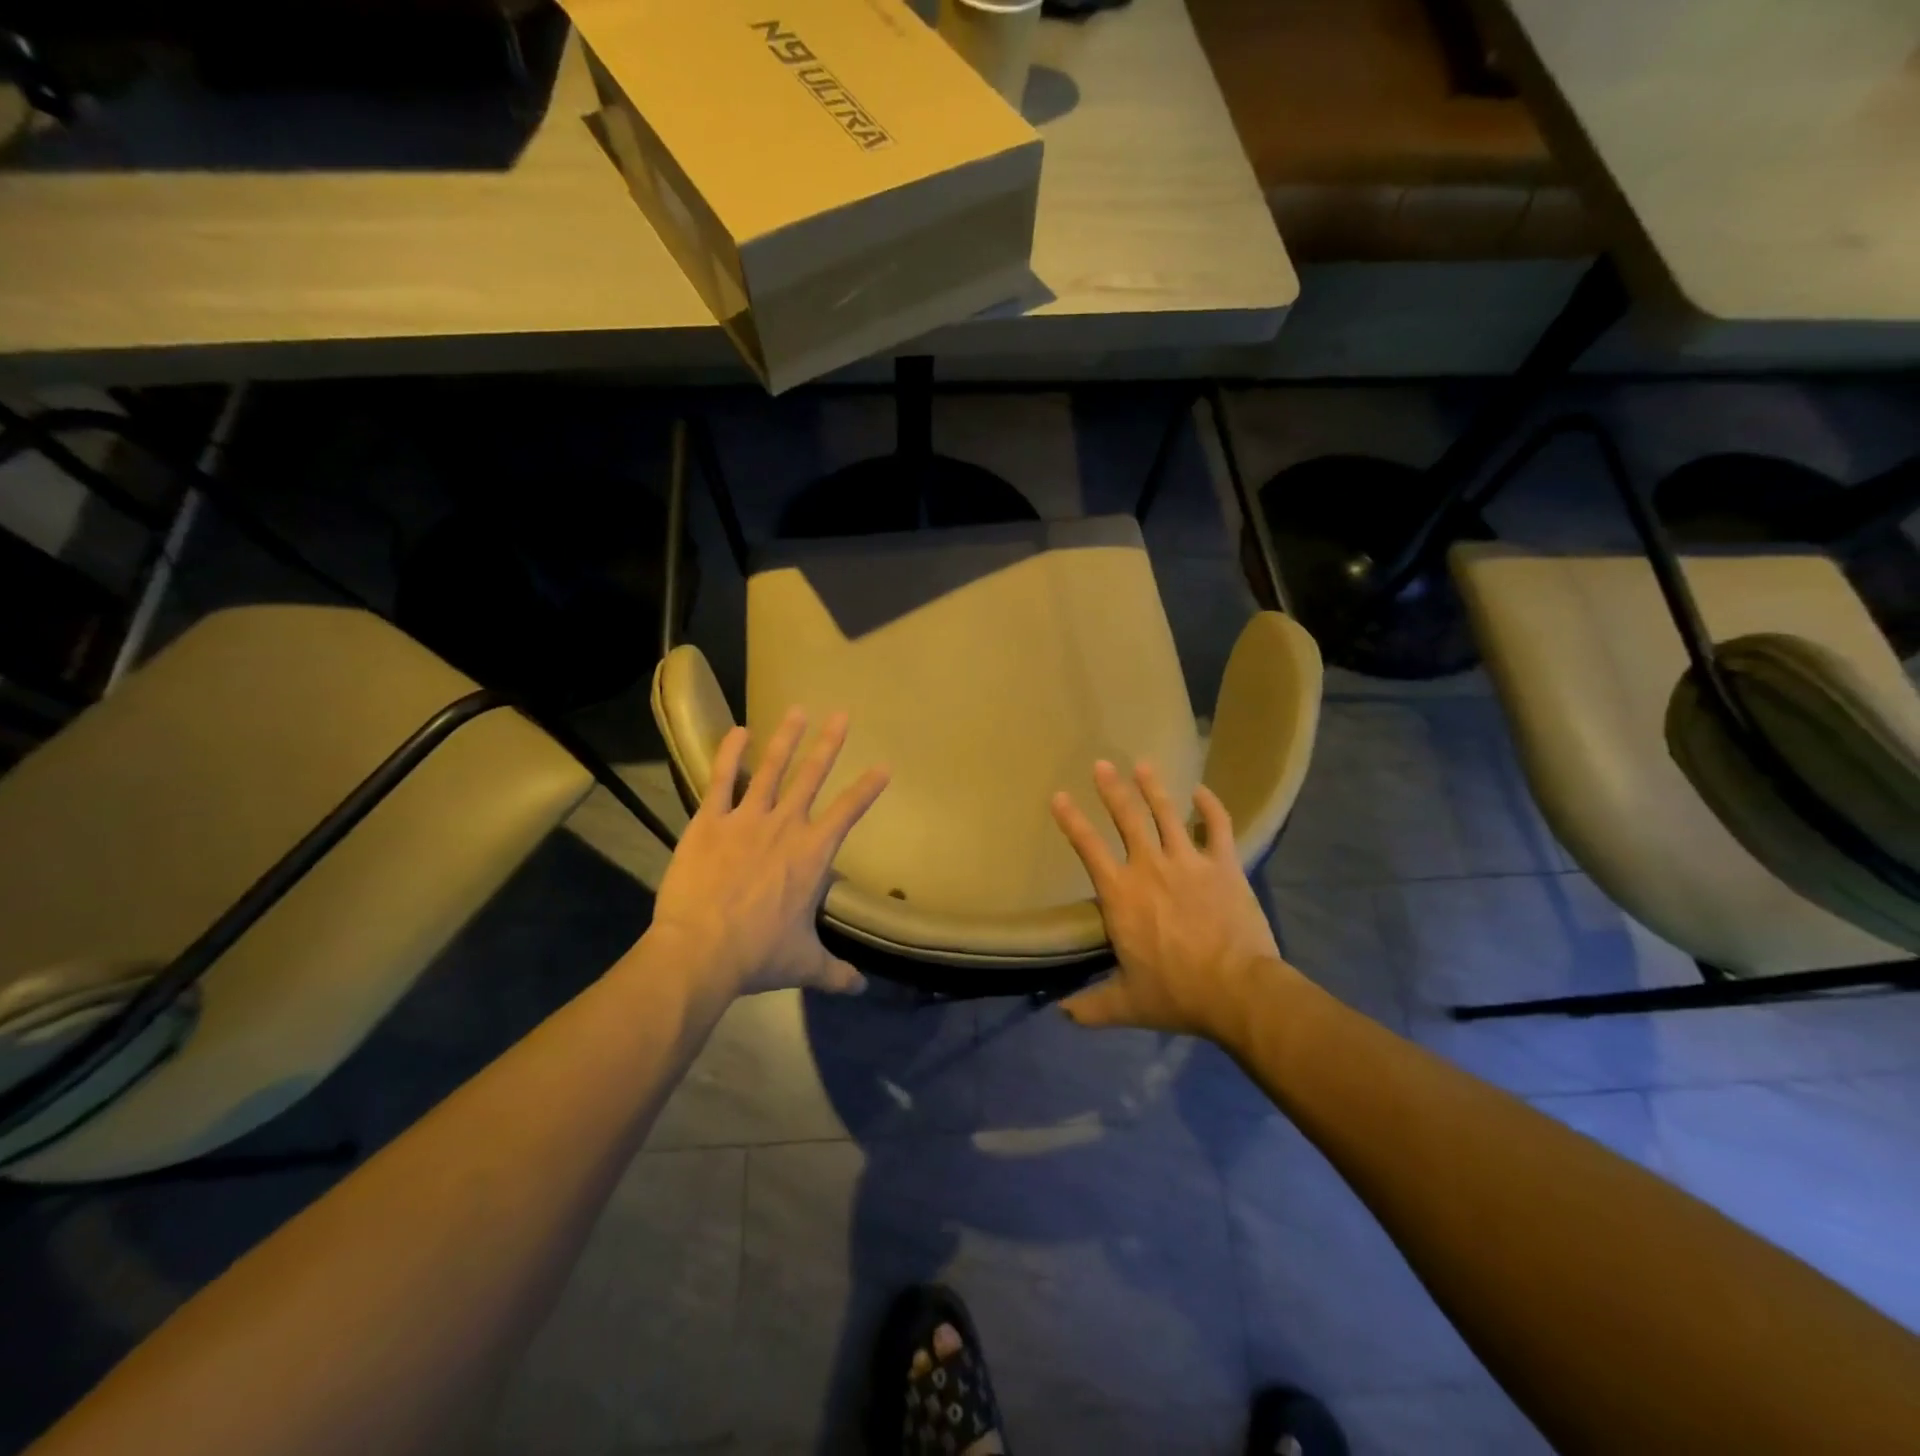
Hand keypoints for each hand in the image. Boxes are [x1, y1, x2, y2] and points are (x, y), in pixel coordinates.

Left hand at [647, 708, 888, 998]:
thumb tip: (860, 988)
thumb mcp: (804, 965)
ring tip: (798, 709)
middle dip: (829, 744)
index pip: (848, 812)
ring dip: (786, 738)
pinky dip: (730, 754)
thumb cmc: (758, 956)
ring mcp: (746, 819)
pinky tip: (737, 731)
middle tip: (842, 715)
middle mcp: (785, 826)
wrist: (700, 952)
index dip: (867, 788)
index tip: (883, 766)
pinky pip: (721, 780)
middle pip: (812, 777)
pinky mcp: (708, 821)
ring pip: (771, 769)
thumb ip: (835, 972)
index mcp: (811, 855)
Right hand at [1050, 760, 1285, 1039]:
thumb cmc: (1177, 994)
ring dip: (1154, 787)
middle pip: (1127, 818)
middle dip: (1112, 789)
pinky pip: (1218, 826)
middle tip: (1102, 764)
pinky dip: (1210, 806)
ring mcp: (1189, 862)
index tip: (1059, 796)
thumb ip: (1091, 1006)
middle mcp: (1150, 867)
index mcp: (1121, 895)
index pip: (1088, 848)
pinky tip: (1202, 790)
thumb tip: (1060, 1014)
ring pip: (1168, 813)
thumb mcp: (1127, 1003)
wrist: (1238, 992)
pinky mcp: (1224, 865)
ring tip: (1144, 764)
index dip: (1072, 820)